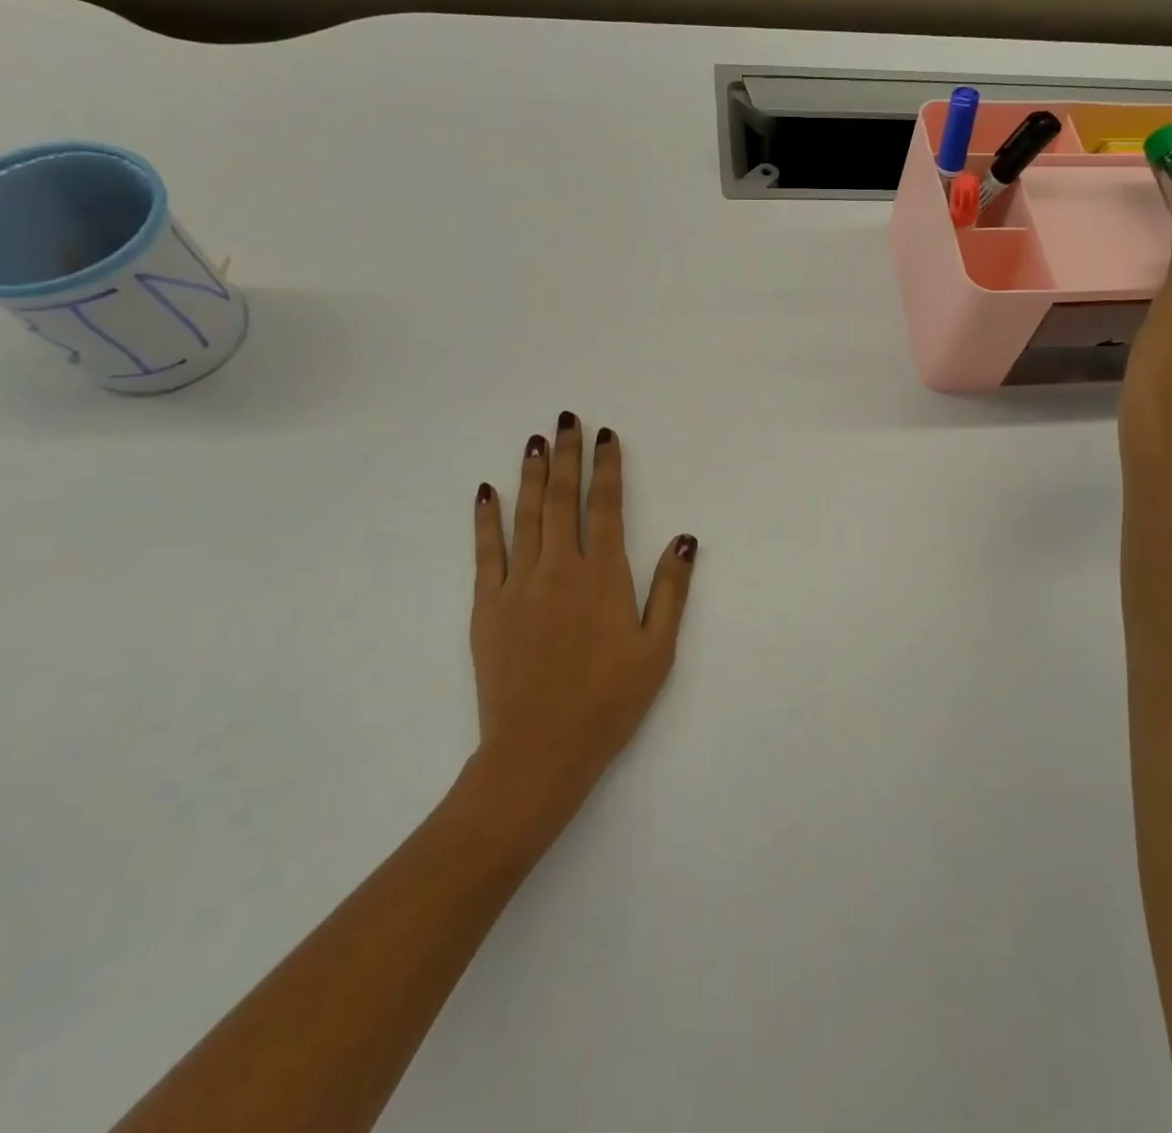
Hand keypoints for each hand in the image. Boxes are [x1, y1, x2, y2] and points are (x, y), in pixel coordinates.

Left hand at [469, 414, 695, 802]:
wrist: (539, 750)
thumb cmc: (608, 702)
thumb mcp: (657, 650)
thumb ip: (671, 590)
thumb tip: (685, 538)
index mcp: (603, 577)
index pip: (605, 507)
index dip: (607, 468)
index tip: (606, 436)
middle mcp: (559, 568)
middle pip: (563, 500)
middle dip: (567, 456)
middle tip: (566, 420)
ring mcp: (518, 584)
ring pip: (526, 515)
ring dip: (532, 475)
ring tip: (535, 442)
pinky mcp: (487, 605)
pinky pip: (487, 550)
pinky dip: (486, 518)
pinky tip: (487, 491)